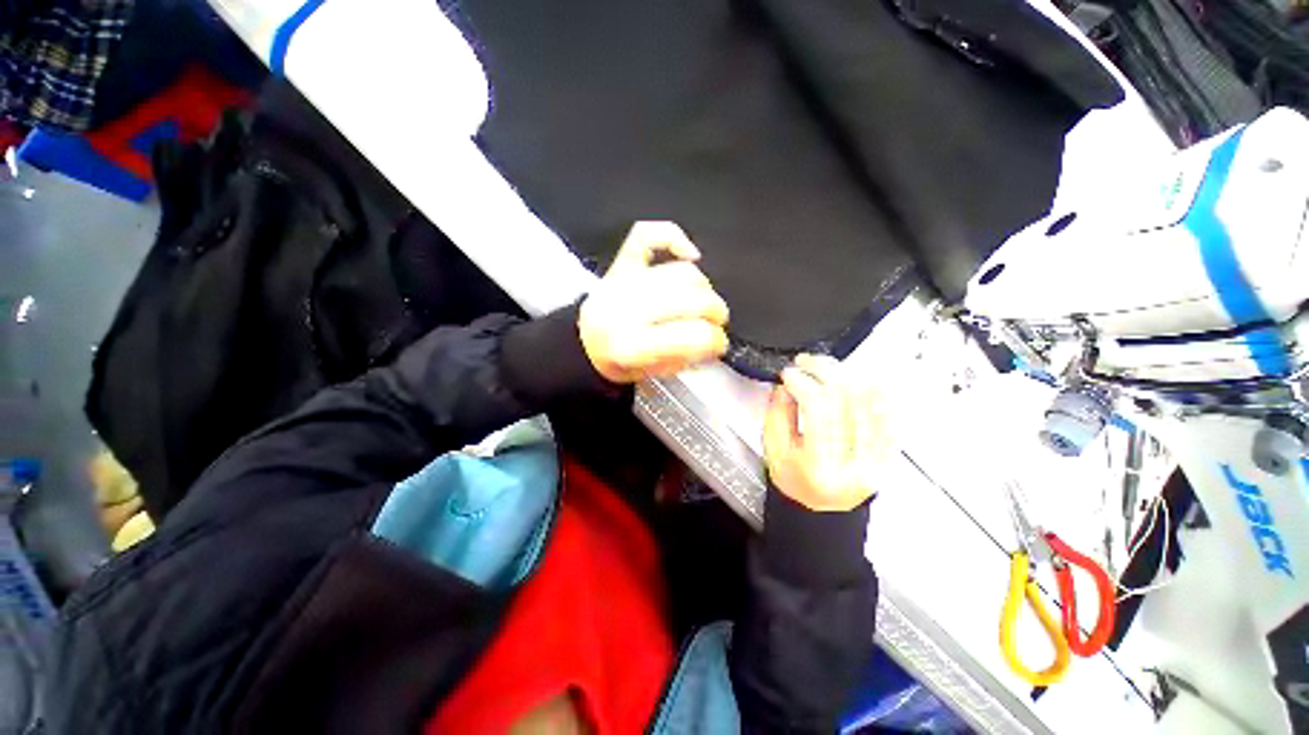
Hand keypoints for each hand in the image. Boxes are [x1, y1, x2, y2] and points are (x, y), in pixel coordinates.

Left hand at [579, 221, 729, 383]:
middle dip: (716, 313)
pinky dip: (673, 237)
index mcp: (632, 346)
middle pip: (693, 300)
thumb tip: (714, 339)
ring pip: (683, 273)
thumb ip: (684, 358)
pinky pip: (648, 235)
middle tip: (717, 322)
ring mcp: (623, 281)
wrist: (586, 342)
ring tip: (703, 302)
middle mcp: (626, 310)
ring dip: (705, 287)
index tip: (719, 344)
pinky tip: (690, 255)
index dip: (716, 341)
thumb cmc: (620, 361)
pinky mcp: (621, 262)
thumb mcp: (651, 374)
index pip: (693, 336)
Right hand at [763, 354, 887, 511]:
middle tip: (808, 362)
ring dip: (852, 375)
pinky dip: (882, 392)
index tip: (790, 373)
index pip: (820, 409)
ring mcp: (878, 458)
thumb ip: (777, 414)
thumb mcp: (773, 451)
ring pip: (875, 402)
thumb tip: (787, 384)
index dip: (803, 383)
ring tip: (830, 368)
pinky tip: (865, 378)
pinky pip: (894, 415)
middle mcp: (855, 463)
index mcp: (821, 466)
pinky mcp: (889, 453)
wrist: (822, 510)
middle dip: (826, 371)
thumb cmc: (795, 484)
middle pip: (849, 400)